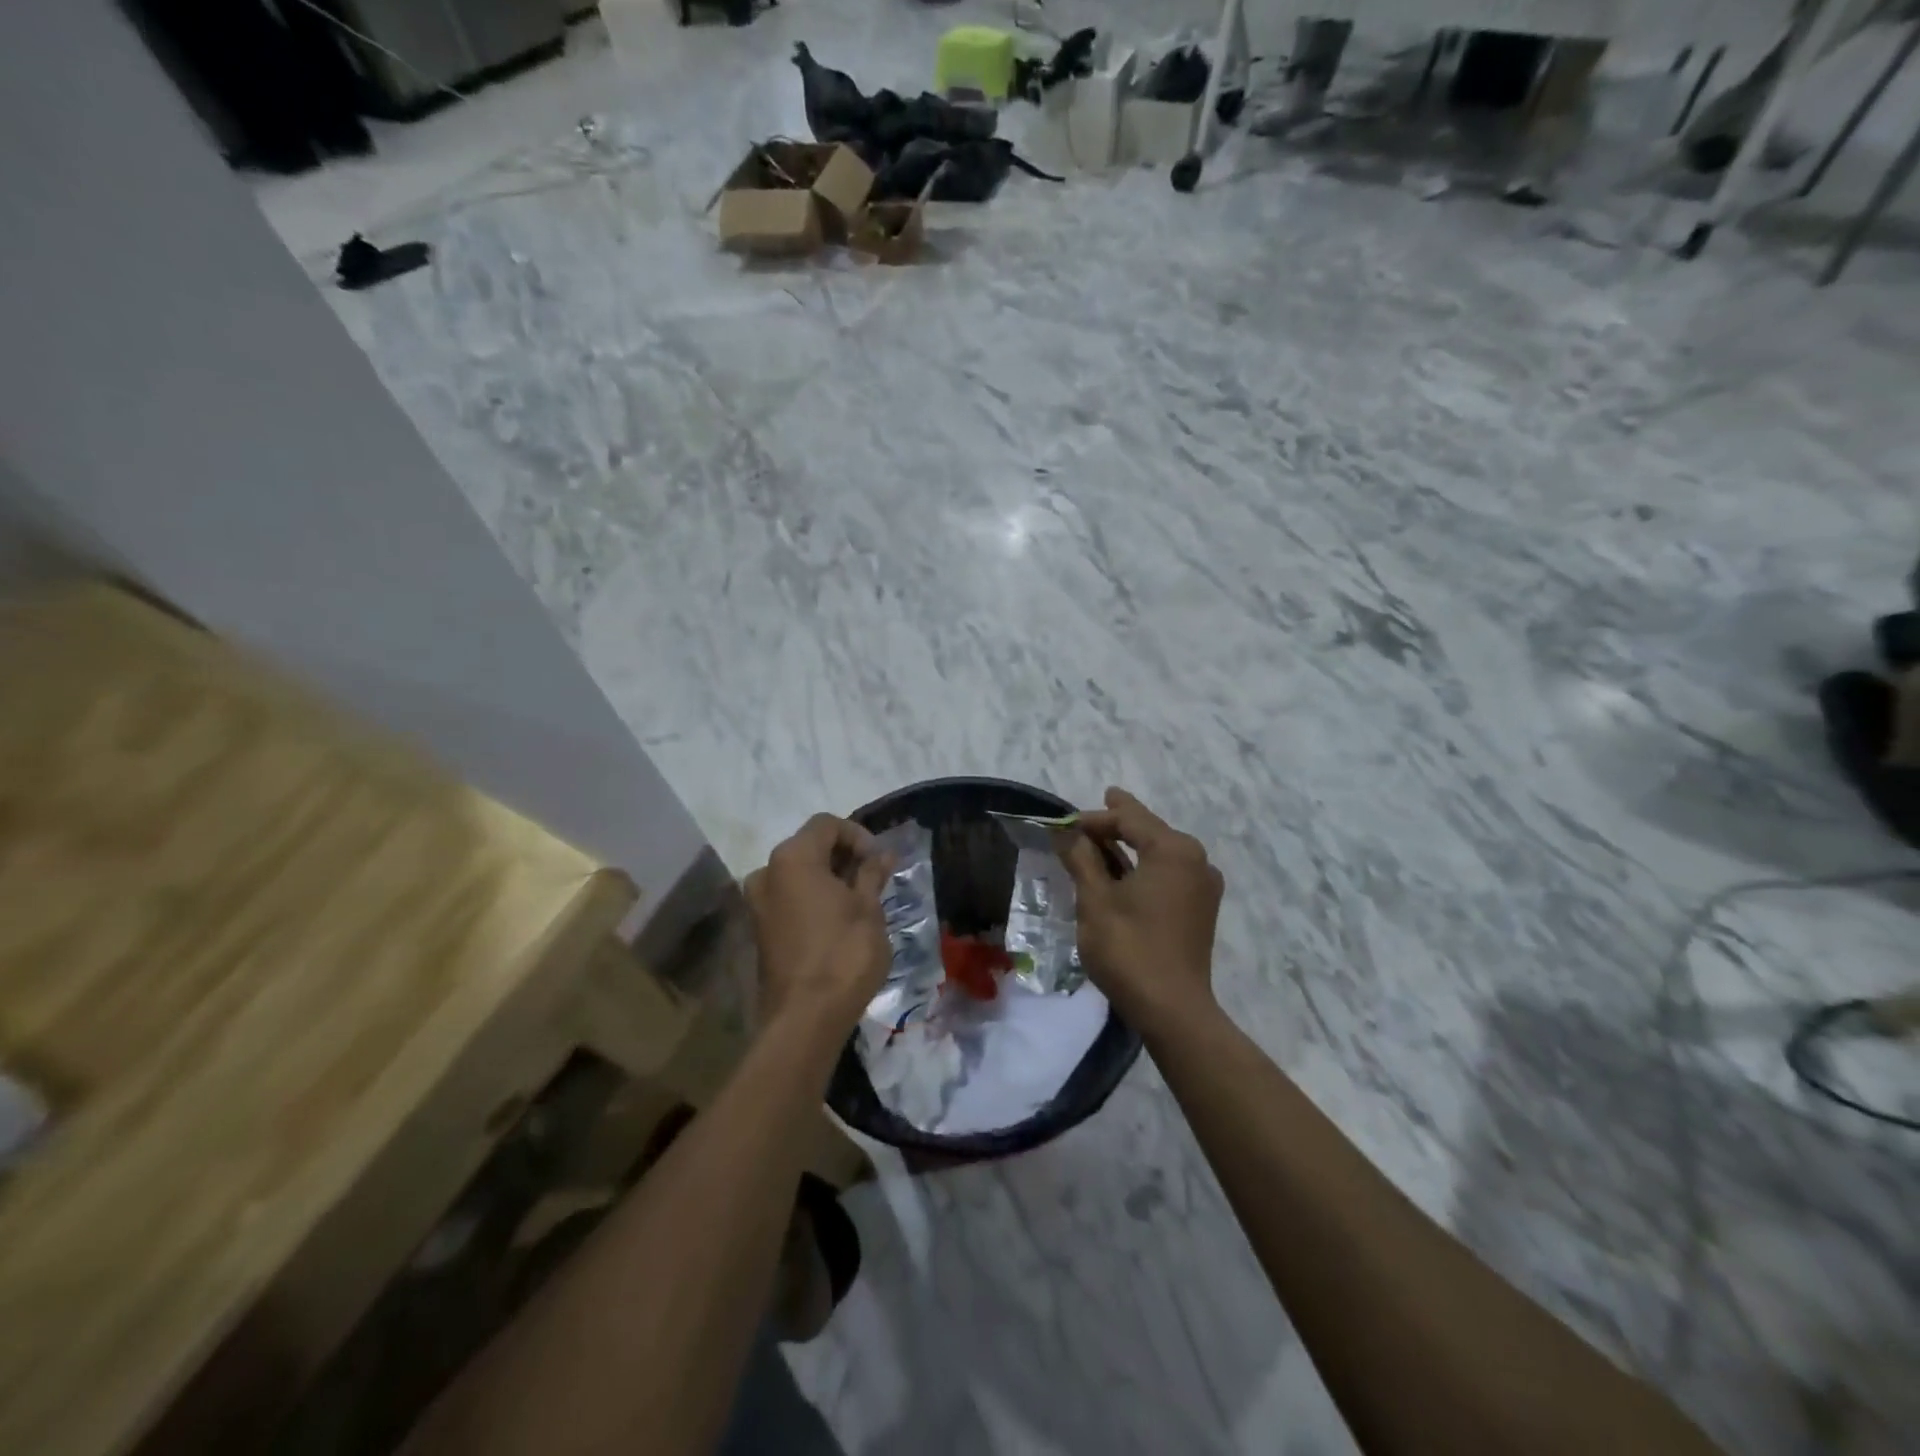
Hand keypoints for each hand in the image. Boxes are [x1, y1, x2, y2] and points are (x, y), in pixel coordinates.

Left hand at [745, 814, 892, 1032]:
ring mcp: (758, 902)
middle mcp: (767, 872)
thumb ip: (872, 874)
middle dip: (844, 856)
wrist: (805, 1018)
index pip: (827, 824)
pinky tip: (839, 919)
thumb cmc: (843, 954)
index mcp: (793, 858)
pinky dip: (814, 897)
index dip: (858, 835)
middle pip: (810, 846)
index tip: (880, 861)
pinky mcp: (760, 928)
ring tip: (861, 900)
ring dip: (830, 878)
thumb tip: (881, 854)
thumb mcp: (868, 909)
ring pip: (799, 873)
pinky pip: (790, 897)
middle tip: (875, 879)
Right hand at [1060, 788, 1223, 1038]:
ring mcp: (1203, 886)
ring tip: (1104, 838)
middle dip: (1118, 823)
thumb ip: (1081, 858)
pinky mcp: (1200, 910)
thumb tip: (1065, 831)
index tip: (1065, 822)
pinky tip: (1124, 872)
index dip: (1095, 817)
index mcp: (1173, 850)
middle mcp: (1196, 860)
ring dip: (1130, 846)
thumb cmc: (1129, 949)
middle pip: (1150, 831)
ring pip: (1160, 853)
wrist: (1172, 1010)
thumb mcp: (1095, 900)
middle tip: (1097, 808)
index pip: (1129, 819)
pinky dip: (1144, 867)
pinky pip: (1168, 874)